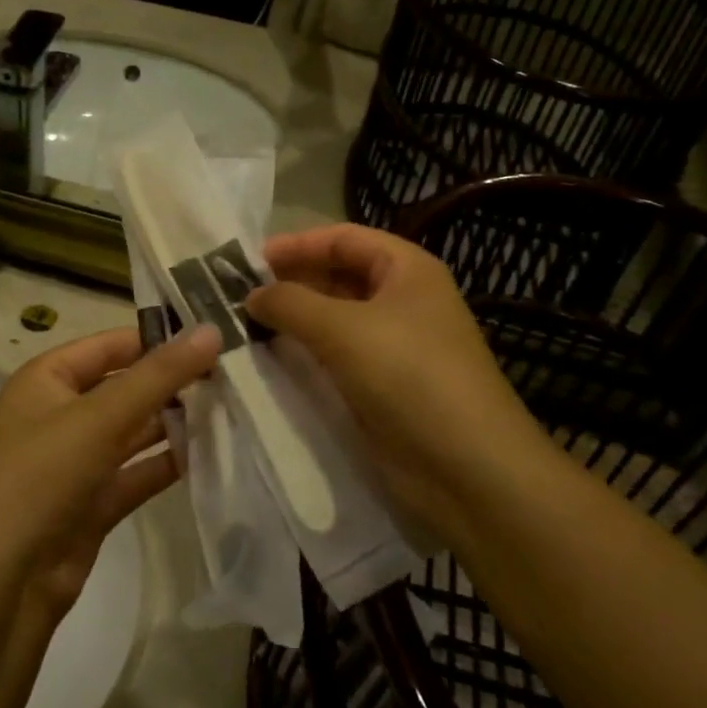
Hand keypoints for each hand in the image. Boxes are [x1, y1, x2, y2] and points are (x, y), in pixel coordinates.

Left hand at [0, 326, 221, 621]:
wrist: (0, 585)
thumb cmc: (41, 478)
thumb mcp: (100, 417)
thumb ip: (158, 375)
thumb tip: (211, 330)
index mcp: (46, 380)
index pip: (109, 345)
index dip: (158, 338)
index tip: (214, 337)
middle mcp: (59, 414)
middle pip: (124, 387)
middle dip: (172, 383)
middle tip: (234, 375)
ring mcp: (75, 461)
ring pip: (133, 432)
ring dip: (175, 423)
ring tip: (233, 409)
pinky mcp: (91, 503)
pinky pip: (136, 473)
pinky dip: (167, 464)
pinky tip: (211, 454)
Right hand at [247, 226, 536, 531]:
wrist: (466, 469)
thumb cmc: (408, 376)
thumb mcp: (343, 328)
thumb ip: (290, 303)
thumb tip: (251, 295)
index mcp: (407, 270)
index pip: (344, 238)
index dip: (298, 244)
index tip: (250, 261)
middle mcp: (403, 300)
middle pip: (339, 276)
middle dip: (292, 281)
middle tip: (240, 293)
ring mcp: (396, 345)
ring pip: (335, 318)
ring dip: (295, 318)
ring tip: (247, 323)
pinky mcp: (385, 385)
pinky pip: (337, 355)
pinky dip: (306, 352)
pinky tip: (273, 357)